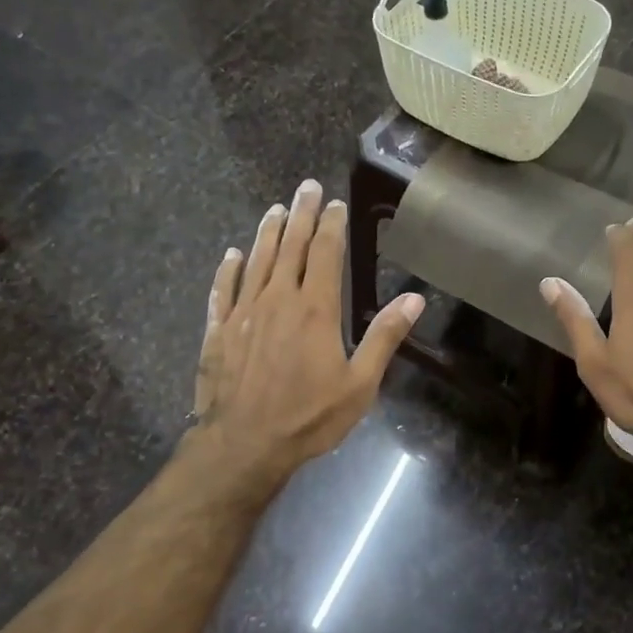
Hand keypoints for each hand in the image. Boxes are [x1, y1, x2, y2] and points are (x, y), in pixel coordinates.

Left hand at [193, 180, 422, 487]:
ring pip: (257, 261)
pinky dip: (228, 269)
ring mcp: (244, 312)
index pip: (326, 254)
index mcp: (316, 309)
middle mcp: (278, 299)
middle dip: (301, 214)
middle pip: (291, 246)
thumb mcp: (359, 384)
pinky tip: (231, 255)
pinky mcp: (218, 330)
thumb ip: (384, 337)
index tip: (336, 203)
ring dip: (267, 233)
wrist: (244, 444)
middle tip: (306, 187)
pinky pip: (223, 289)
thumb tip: (414, 298)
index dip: (332, 225)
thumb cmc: (308, 416)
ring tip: (274, 210)